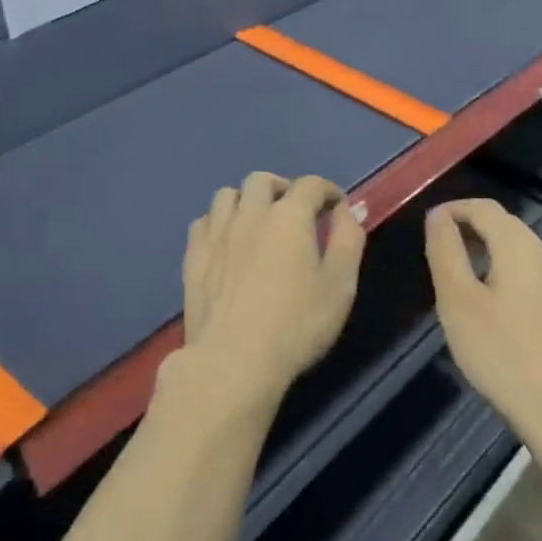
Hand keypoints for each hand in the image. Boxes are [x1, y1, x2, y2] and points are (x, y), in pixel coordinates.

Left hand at [177, 173, 365, 416]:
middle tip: (295, 211)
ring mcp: (217, 232)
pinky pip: (204, 221)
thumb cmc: (296, 324)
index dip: (328, 191)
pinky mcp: (194, 255)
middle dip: (283, 188)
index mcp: (289, 215)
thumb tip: (348, 209)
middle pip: (263, 180)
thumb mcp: (340, 284)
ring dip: (246, 200)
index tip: (336, 206)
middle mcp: (250, 212)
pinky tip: (227, 242)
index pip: (311, 185)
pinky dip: (219, 223)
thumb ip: (348, 239)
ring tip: (257, 222)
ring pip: (228, 195)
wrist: (233, 360)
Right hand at [425, 199, 541, 447]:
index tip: (428, 226)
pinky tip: (493, 307)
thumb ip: (445, 252)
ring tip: (460, 277)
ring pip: (520, 251)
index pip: (484, 207)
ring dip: (488, 251)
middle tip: (439, 250)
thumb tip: (437, 216)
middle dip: (470, 228)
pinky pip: (532, 275)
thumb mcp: (458, 301)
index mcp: (520, 246)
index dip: (453, 209)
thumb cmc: (504, 354)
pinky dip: (506, 273)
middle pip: (505, 225)